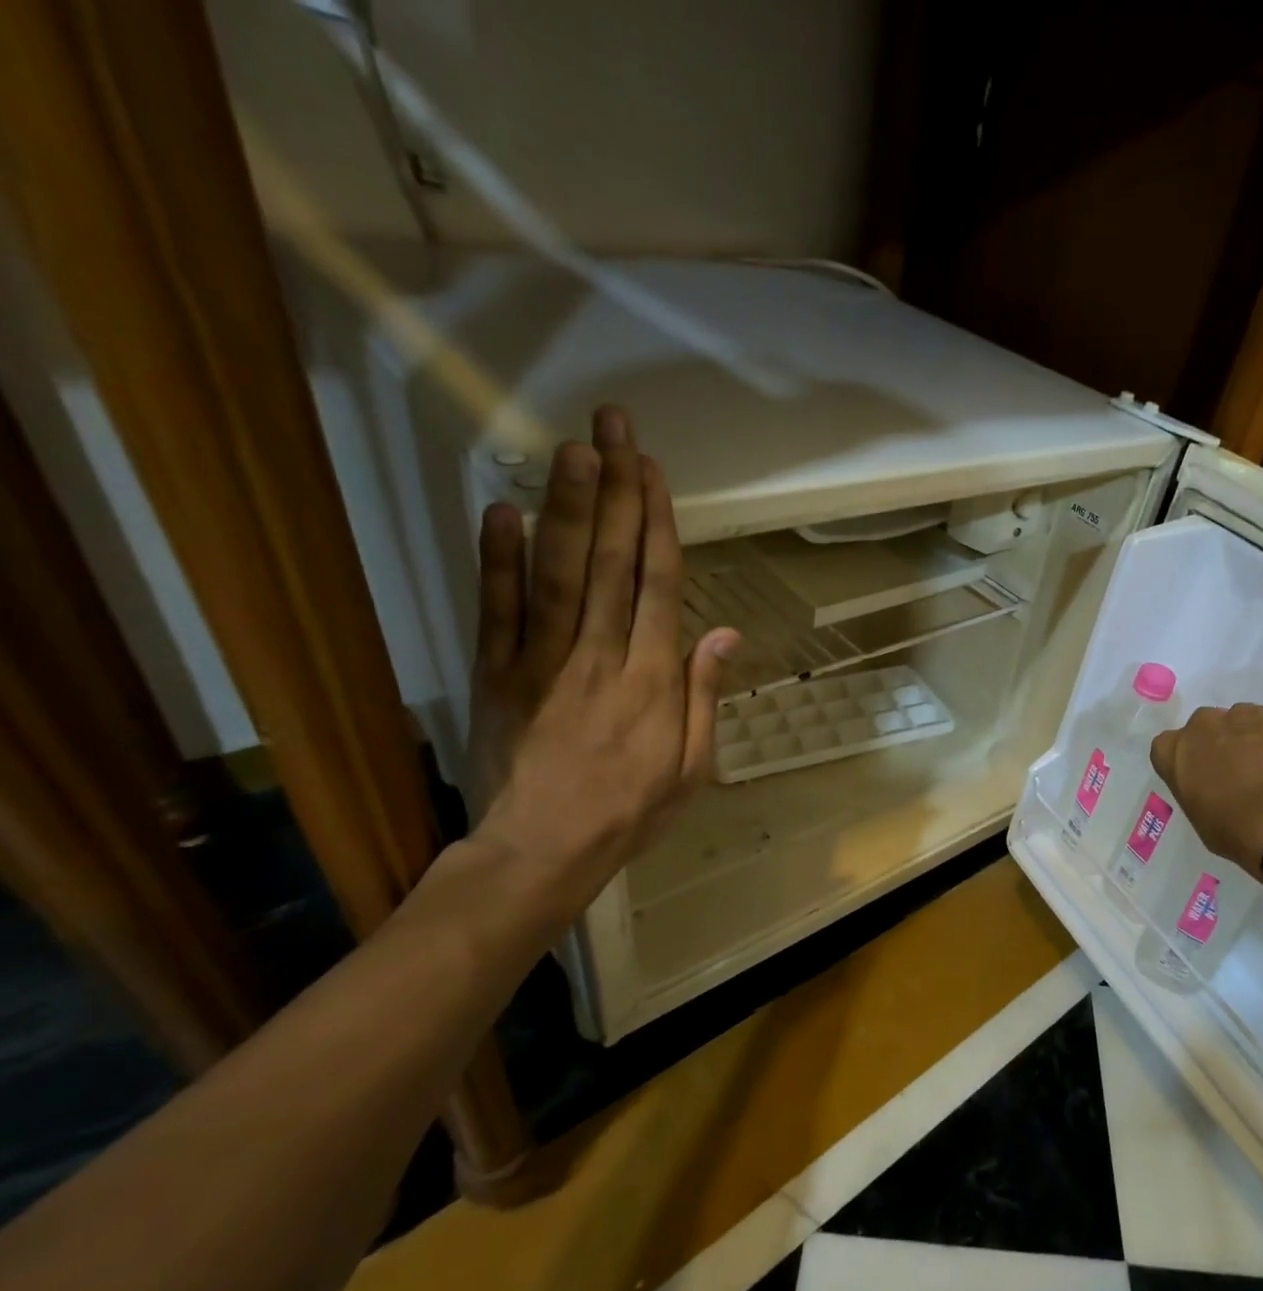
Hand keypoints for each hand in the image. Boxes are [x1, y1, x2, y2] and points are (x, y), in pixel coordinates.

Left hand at [464, 405, 737, 919]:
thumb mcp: (693, 767)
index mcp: (654, 679)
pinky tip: (500, 511)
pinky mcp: (496, 674)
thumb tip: (724, 632)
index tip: (652, 470)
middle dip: (614, 489)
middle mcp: (601, 656)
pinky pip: (496, 611)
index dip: (656, 522)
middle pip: (610, 560)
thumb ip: (705, 696)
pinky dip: (496, 561)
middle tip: (613, 426)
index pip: (658, 583)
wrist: (544, 851)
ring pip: (557, 573)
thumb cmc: (632, 812)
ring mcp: (543, 661)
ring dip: (565, 507)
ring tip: (571, 448)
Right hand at [1150, 697, 1262, 881]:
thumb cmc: (1235, 831)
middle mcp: (1204, 723)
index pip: (1168, 746)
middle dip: (1221, 742)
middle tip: (1241, 771)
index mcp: (1174, 750)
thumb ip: (1198, 791)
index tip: (1201, 777)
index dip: (1187, 760)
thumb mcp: (1200, 818)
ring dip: (1256, 735)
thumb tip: (1213, 787)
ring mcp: (1246, 712)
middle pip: (1207, 726)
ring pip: (1246, 718)